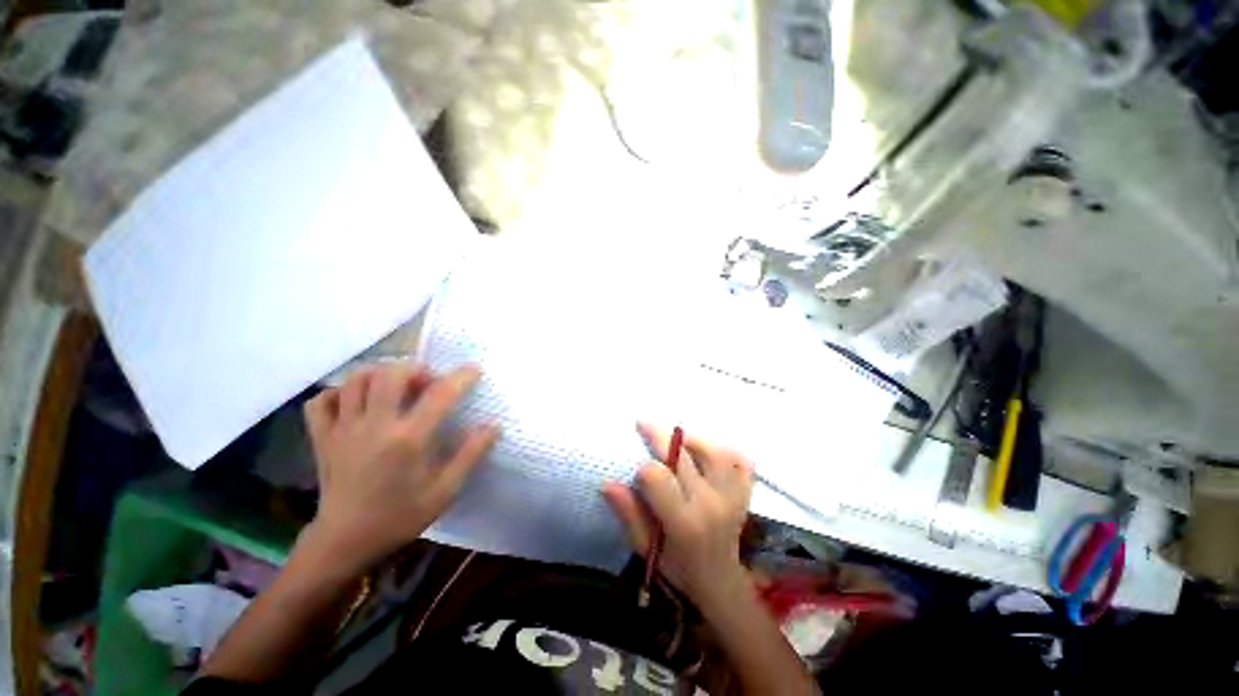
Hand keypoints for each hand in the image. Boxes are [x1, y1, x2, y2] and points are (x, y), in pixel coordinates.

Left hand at [301, 363, 498, 572]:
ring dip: (380, 373)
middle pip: (389, 374)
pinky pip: (321, 400)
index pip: (440, 394)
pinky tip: (356, 402)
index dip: (461, 377)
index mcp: (408, 440)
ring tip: (396, 385)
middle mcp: (374, 426)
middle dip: (415, 368)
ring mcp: (343, 429)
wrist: (344, 542)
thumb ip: (470, 454)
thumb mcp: (445, 491)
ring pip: (355, 380)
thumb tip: (493, 425)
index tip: (474, 370)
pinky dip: (339, 392)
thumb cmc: (399, 516)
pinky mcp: (321, 437)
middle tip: (427, 381)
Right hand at [602, 424, 753, 606]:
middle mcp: (711, 503)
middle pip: (682, 456)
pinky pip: (741, 461)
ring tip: (676, 437)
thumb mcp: (645, 547)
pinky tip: (708, 450)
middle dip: (658, 436)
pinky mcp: (745, 493)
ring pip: (714, 451)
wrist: (720, 581)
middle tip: (643, 424)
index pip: (657, 477)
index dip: (643, 469)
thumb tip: (607, 483)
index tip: (637, 469)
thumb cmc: (677, 566)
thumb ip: (628, 514)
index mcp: (683, 522)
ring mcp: (732, 496)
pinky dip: (725, 449)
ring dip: (692, 439)